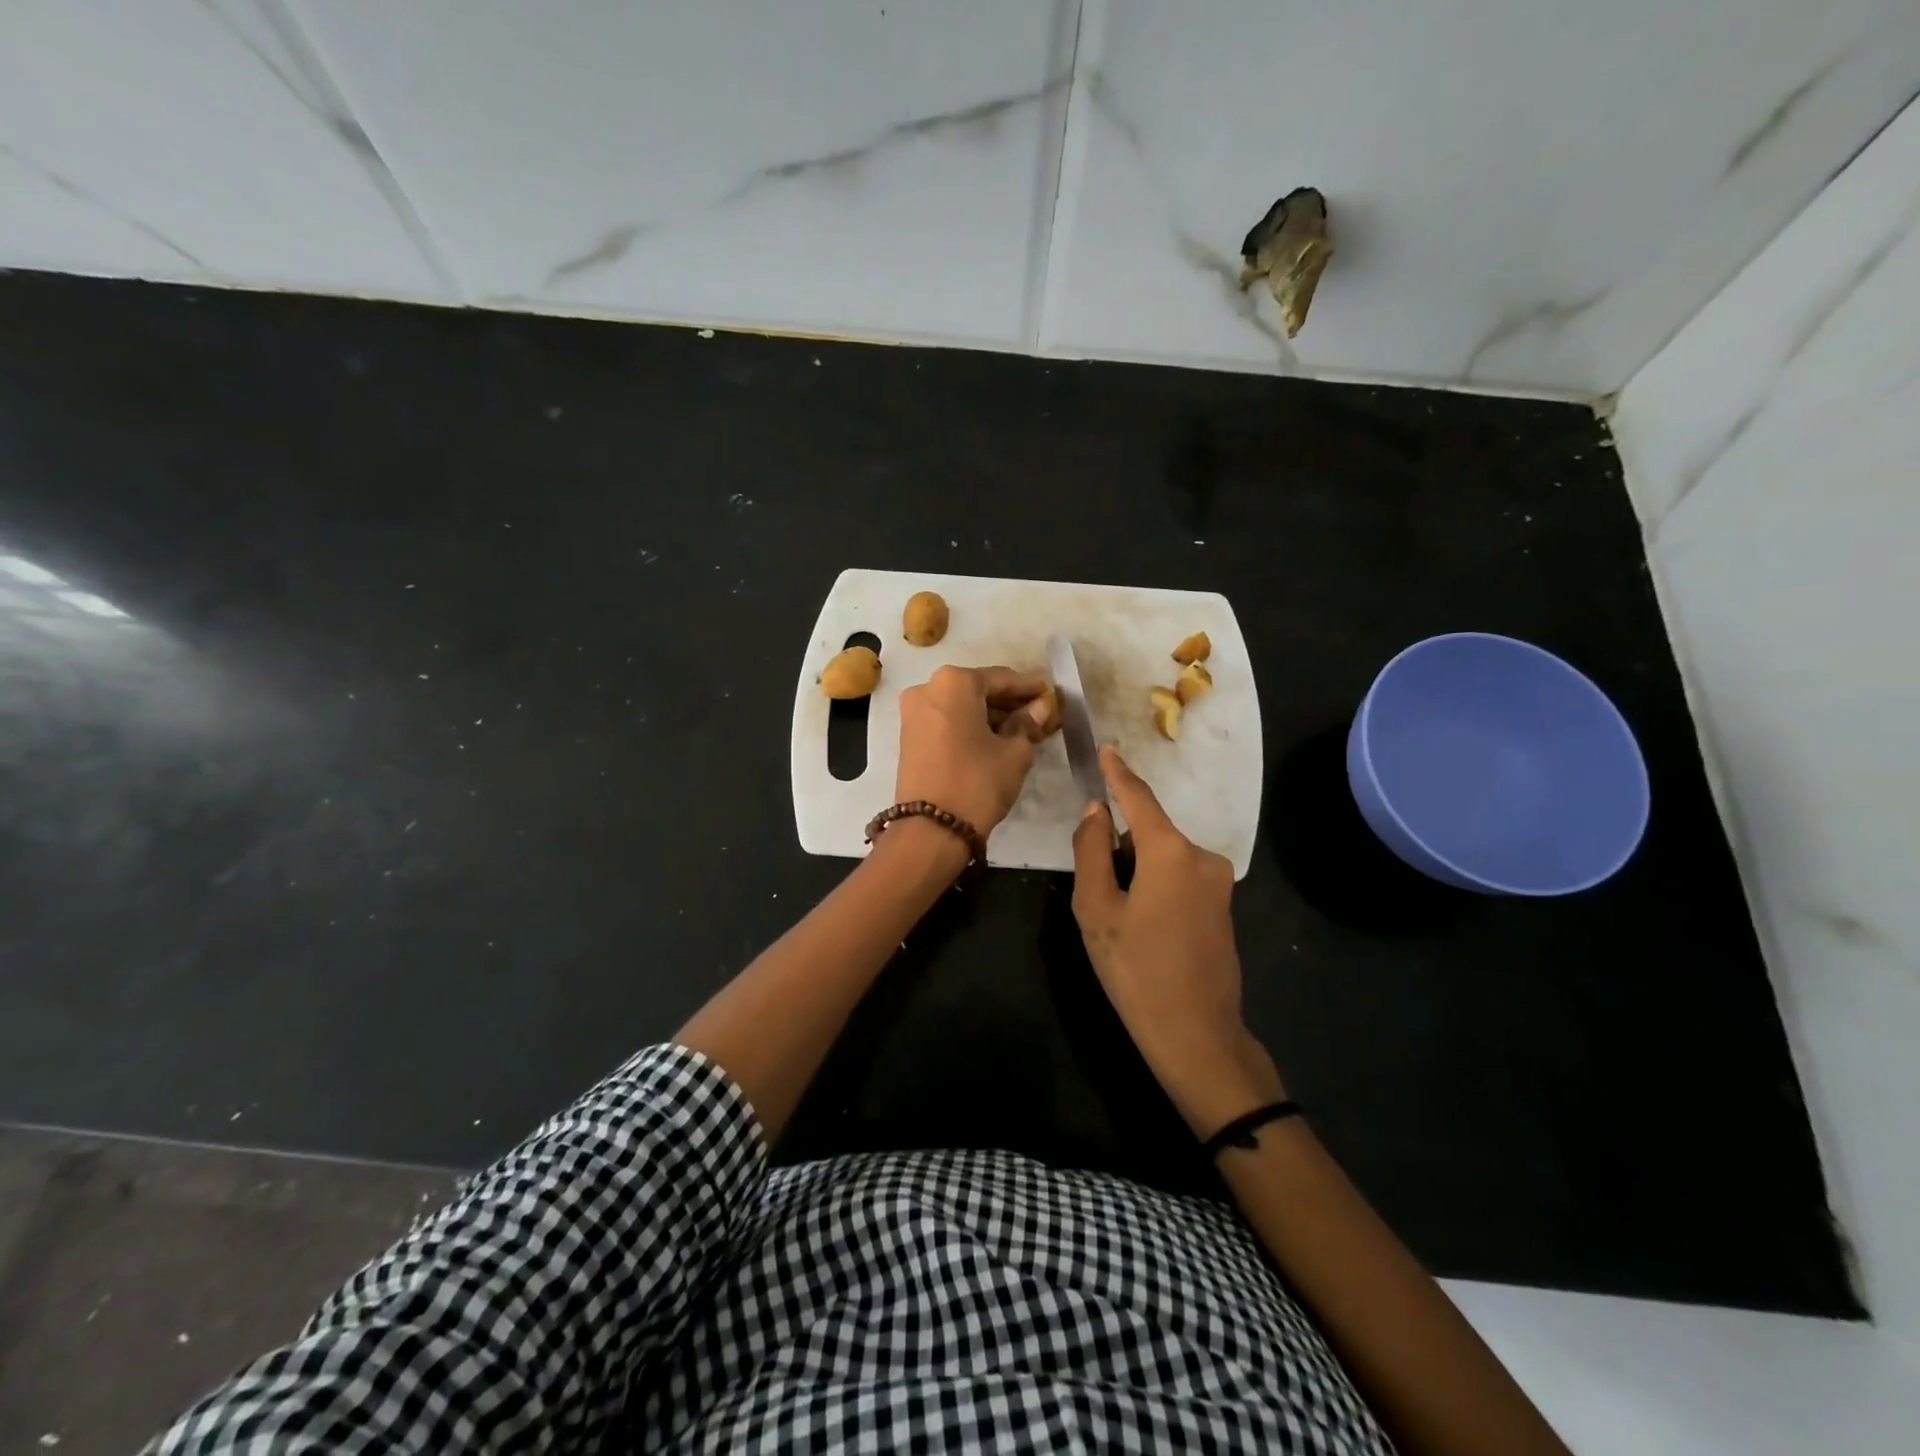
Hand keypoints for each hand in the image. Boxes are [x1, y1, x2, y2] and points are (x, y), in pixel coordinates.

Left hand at [895, 665, 1050, 836]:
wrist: (930, 830)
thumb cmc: (977, 782)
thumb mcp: (1014, 752)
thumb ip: (1028, 723)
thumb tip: (1041, 708)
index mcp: (954, 682)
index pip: (1002, 678)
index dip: (1030, 688)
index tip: (1051, 695)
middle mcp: (928, 688)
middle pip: (978, 689)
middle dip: (1009, 702)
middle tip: (1039, 715)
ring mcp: (913, 712)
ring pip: (961, 706)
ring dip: (990, 715)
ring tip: (1021, 730)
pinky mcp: (908, 736)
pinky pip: (947, 721)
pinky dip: (970, 726)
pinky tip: (994, 739)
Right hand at [1071, 746, 1283, 1135]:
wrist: (1197, 1034)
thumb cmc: (1136, 970)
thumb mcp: (1097, 909)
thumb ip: (1092, 851)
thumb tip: (1095, 811)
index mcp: (1170, 851)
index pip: (1139, 797)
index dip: (1118, 772)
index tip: (1105, 748)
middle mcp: (1202, 856)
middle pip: (1150, 832)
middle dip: (1120, 846)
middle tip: (1095, 890)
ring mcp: (1218, 882)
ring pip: (1164, 857)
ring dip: (1137, 869)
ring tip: (1117, 917)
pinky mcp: (1224, 906)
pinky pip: (1180, 877)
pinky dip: (1156, 884)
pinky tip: (1143, 926)